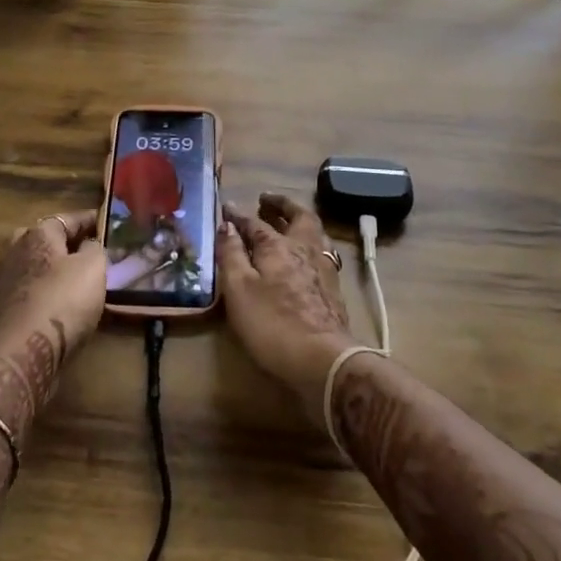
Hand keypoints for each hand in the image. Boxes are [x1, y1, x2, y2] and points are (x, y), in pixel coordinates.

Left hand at [0, 211, 105, 440]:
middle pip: (45, 238)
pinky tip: (56, 298)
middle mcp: (15, 248)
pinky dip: (41, 288)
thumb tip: (88, 244)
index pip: (68, 219)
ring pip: (33, 263)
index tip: (104, 223)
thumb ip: (94, 248)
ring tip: (73, 275)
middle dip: (65, 242)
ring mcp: (4, 277)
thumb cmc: (64, 299)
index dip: (89, 220)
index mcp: (38, 232)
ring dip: (51, 266)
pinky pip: (28, 287)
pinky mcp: (1, 306)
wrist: (27, 349)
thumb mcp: (93, 267)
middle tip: (88, 249)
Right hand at [217, 193, 354, 419]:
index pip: (255, 223)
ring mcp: (324, 268)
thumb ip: (231, 254)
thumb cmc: (272, 322)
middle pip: (298, 217)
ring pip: (315, 233)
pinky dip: (311, 245)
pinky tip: (306, 257)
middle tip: (267, 200)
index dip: (239, 215)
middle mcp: (304, 248)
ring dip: (300, 222)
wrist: (323, 359)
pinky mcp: (335, 290)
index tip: (226, 207)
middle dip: (282, 205)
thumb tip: (226, 225)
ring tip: (289, 223)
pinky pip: (323, 253)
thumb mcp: (239, 289)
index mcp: (277, 245)